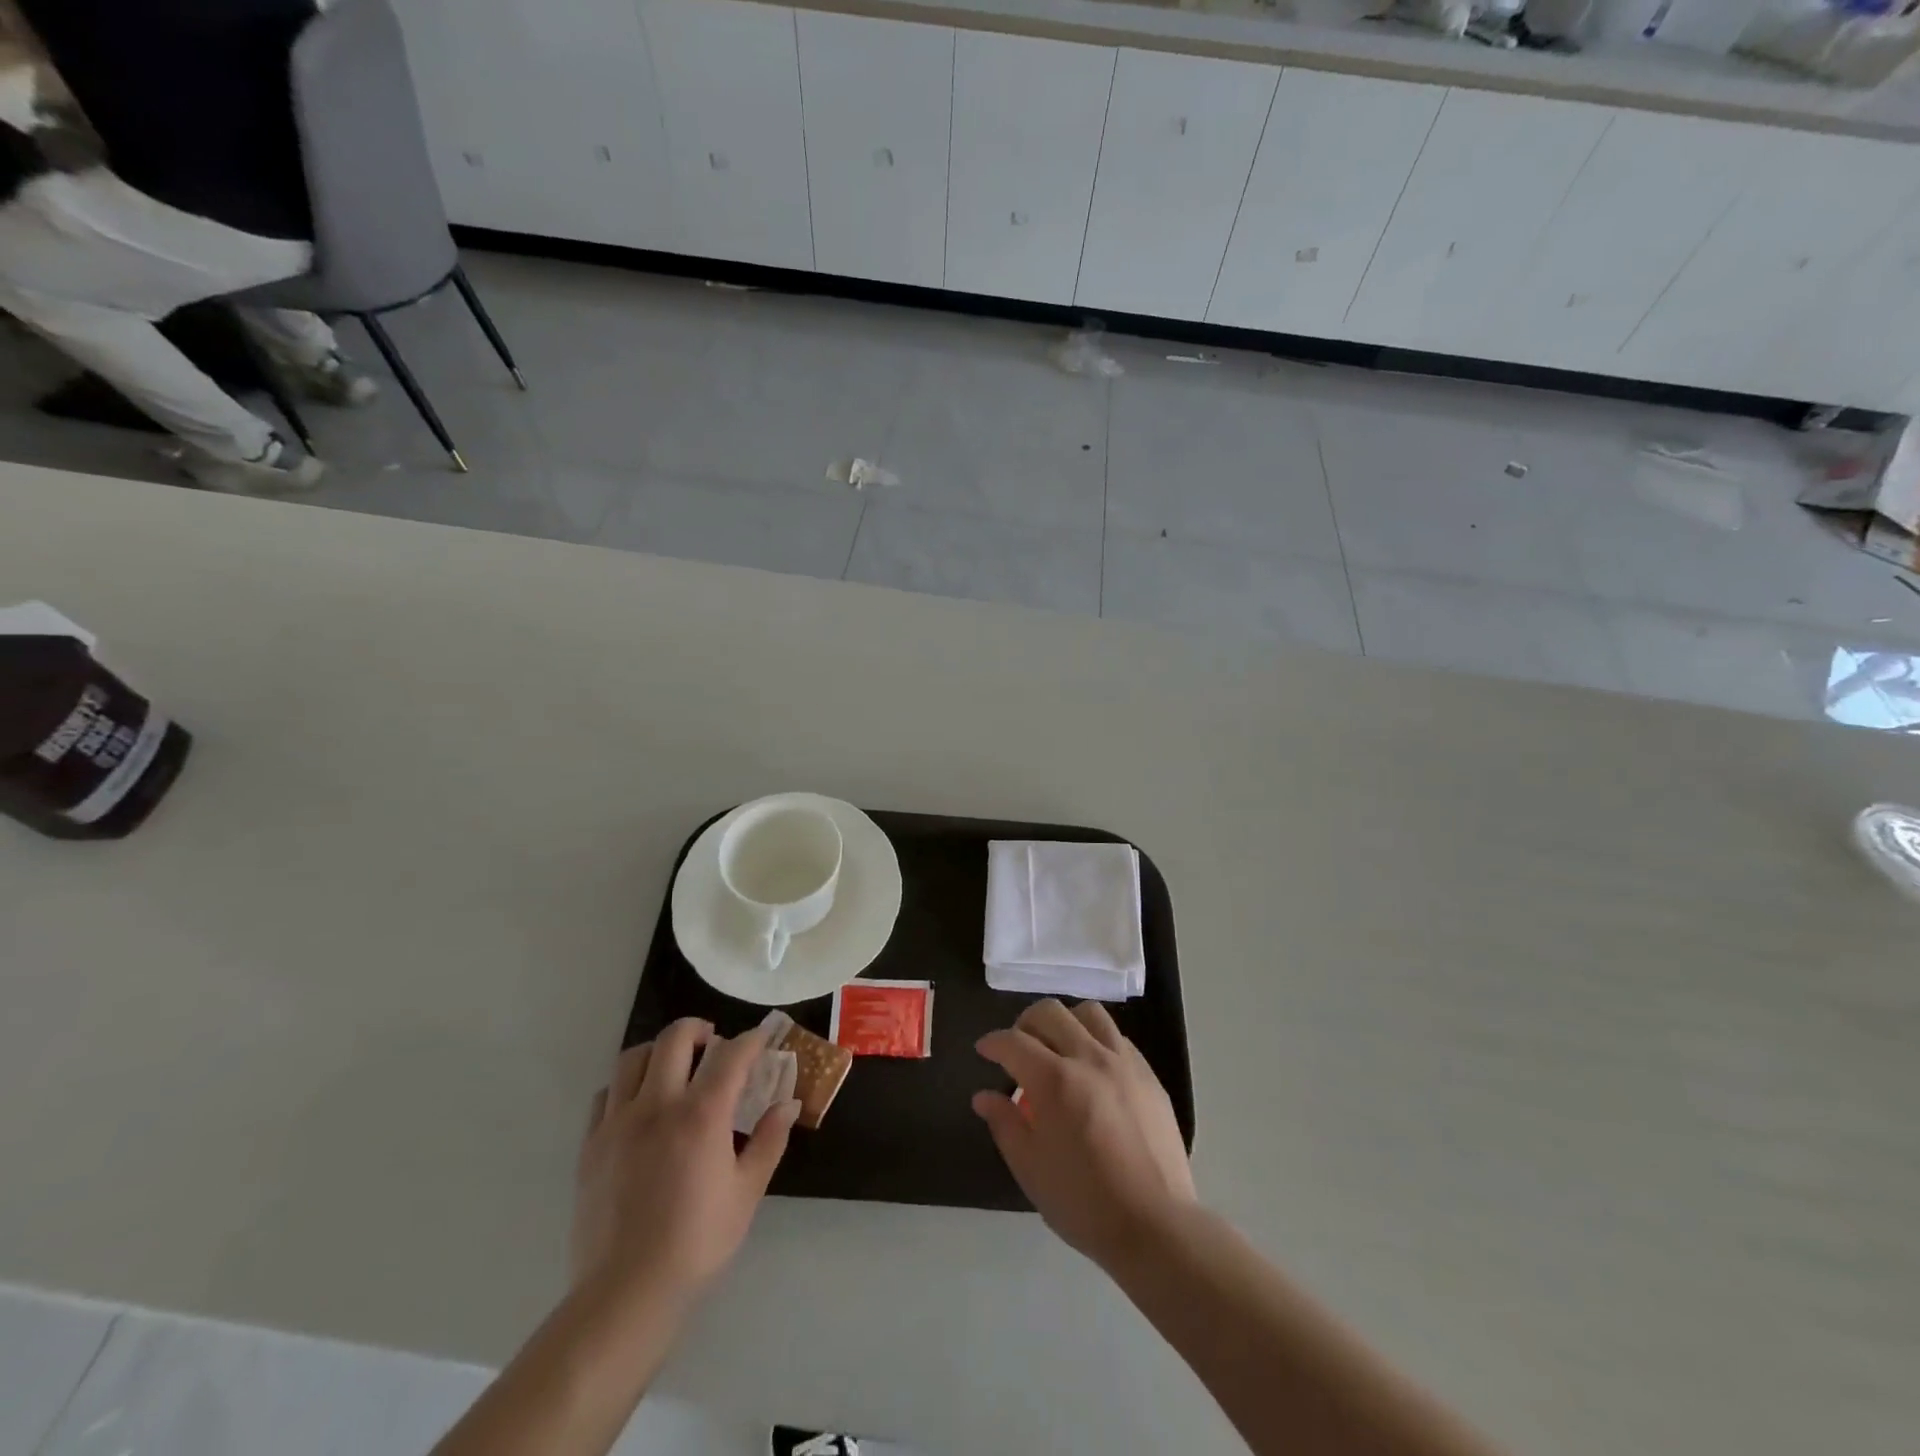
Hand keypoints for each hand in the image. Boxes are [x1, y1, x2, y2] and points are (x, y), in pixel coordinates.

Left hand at [572, 1019, 798, 1307]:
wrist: (626, 1293)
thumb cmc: (697, 1243)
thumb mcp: (747, 1192)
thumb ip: (769, 1140)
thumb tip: (789, 1103)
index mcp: (702, 1114)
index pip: (731, 1055)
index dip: (751, 1040)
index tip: (762, 1038)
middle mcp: (658, 1105)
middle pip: (675, 1038)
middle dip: (700, 1029)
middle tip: (714, 1043)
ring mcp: (618, 1122)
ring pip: (634, 1058)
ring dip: (659, 1051)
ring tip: (674, 1065)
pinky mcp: (591, 1144)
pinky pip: (606, 1094)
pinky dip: (626, 1085)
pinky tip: (639, 1104)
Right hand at [973, 999, 1196, 1269]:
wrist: (1155, 1226)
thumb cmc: (1084, 1203)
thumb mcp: (1030, 1169)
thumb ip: (1005, 1124)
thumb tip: (984, 1097)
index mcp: (1054, 1080)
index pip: (1013, 1041)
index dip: (993, 1042)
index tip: (984, 1050)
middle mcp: (1088, 1058)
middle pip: (1050, 1012)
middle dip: (1024, 1023)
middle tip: (1018, 1048)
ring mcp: (1123, 1062)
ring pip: (1088, 1013)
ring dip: (1064, 1022)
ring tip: (1058, 1048)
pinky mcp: (1148, 1074)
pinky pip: (1117, 1037)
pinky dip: (1096, 1040)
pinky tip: (1092, 1069)